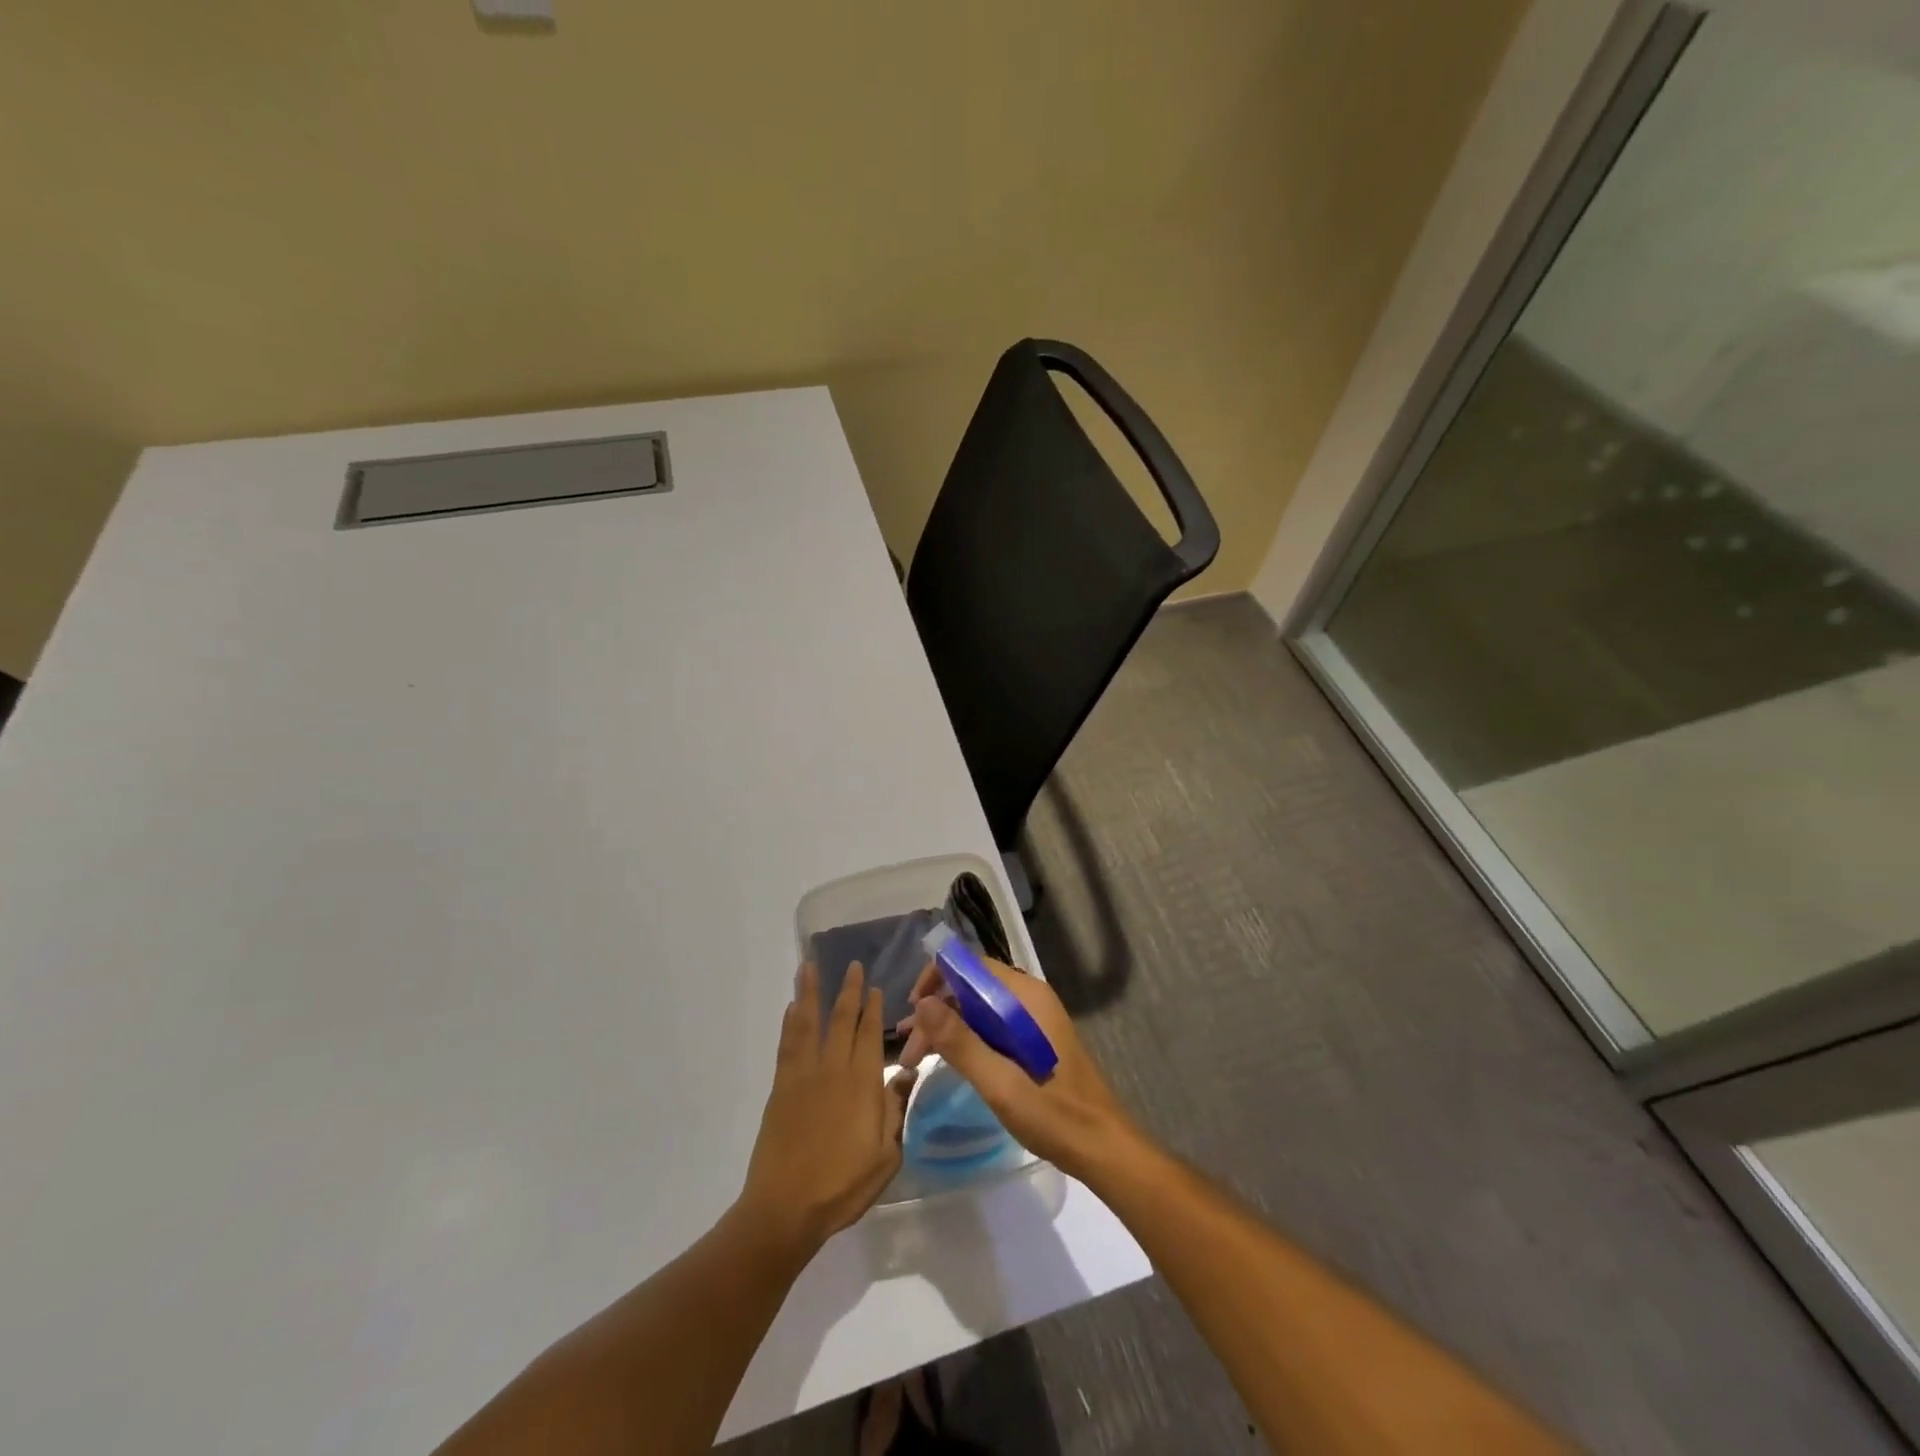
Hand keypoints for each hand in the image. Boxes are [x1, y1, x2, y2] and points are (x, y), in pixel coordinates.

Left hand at [736, 962, 915, 1252]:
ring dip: (810, 993)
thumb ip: (895, 1110)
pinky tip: (792, 1008)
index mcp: (863, 1083)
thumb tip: (906, 1073)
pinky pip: (788, 1045)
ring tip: (809, 966)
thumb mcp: (886, 1156)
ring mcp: (804, 1075)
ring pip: (809, 1023)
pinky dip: (790, 1023)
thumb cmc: (842, 1186)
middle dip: (849, 990)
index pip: (871, 1034)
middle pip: (842, 1020)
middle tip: (852, 965)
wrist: (786, 1208)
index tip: (876, 987)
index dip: (874, 1009)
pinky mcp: (782, 1088)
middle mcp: (834, 1069)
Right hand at [897, 958, 1139, 1182]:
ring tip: (915, 1059)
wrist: (1102, 1148)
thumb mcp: (1001, 1083)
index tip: (912, 1011)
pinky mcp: (1032, 1039)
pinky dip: (965, 1038)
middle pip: (972, 986)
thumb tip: (923, 1004)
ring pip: (978, 1008)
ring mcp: (1032, 1018)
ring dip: (947, 1027)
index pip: (973, 965)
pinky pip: (990, 1025)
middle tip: (909, 1051)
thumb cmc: (1055, 1115)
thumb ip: (961, 1042)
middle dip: (937, 1011)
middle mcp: (1029, 998)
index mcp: (1026, 997)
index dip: (937, 978)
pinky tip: (946, 1061)